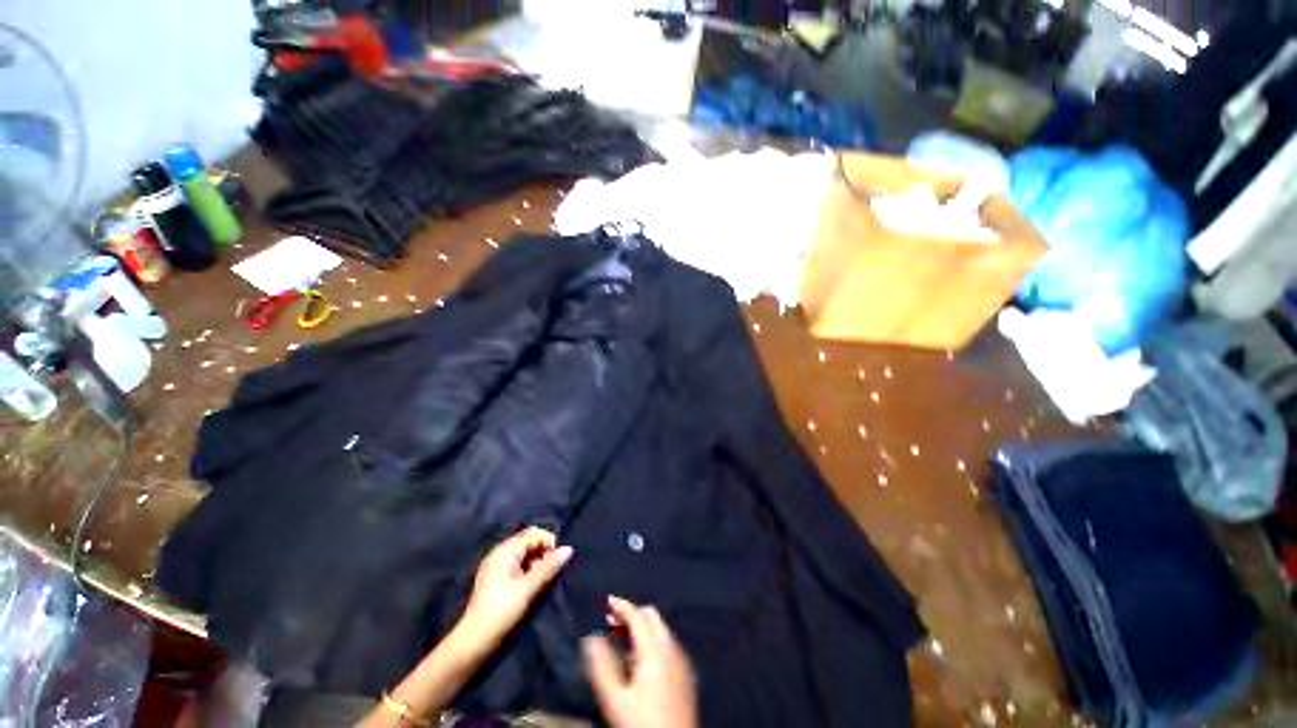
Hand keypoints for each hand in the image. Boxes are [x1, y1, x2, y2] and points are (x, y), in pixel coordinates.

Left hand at [456, 527, 572, 655]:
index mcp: (505, 550)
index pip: (533, 533)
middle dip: (543, 551)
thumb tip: (569, 548)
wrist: (474, 642)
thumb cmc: (501, 611)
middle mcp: (500, 553)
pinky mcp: (496, 579)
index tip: (557, 559)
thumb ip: (549, 567)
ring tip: (543, 579)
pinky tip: (533, 585)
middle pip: (528, 541)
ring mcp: (496, 566)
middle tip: (552, 570)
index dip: (548, 542)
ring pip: (524, 554)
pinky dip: (528, 569)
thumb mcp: (528, 588)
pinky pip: (518, 564)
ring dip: (537, 562)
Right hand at [583, 596, 698, 727]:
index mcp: (655, 649)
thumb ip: (602, 665)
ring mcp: (681, 660)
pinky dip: (651, 640)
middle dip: (632, 614)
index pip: (637, 615)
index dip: (621, 605)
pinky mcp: (685, 673)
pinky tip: (639, 659)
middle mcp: (671, 648)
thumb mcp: (615, 698)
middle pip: (652, 616)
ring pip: (660, 629)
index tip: (606, 601)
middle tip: (611, 622)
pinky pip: (667, 644)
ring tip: (621, 640)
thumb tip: (592, 638)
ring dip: (641, 627)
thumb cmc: (642, 723)